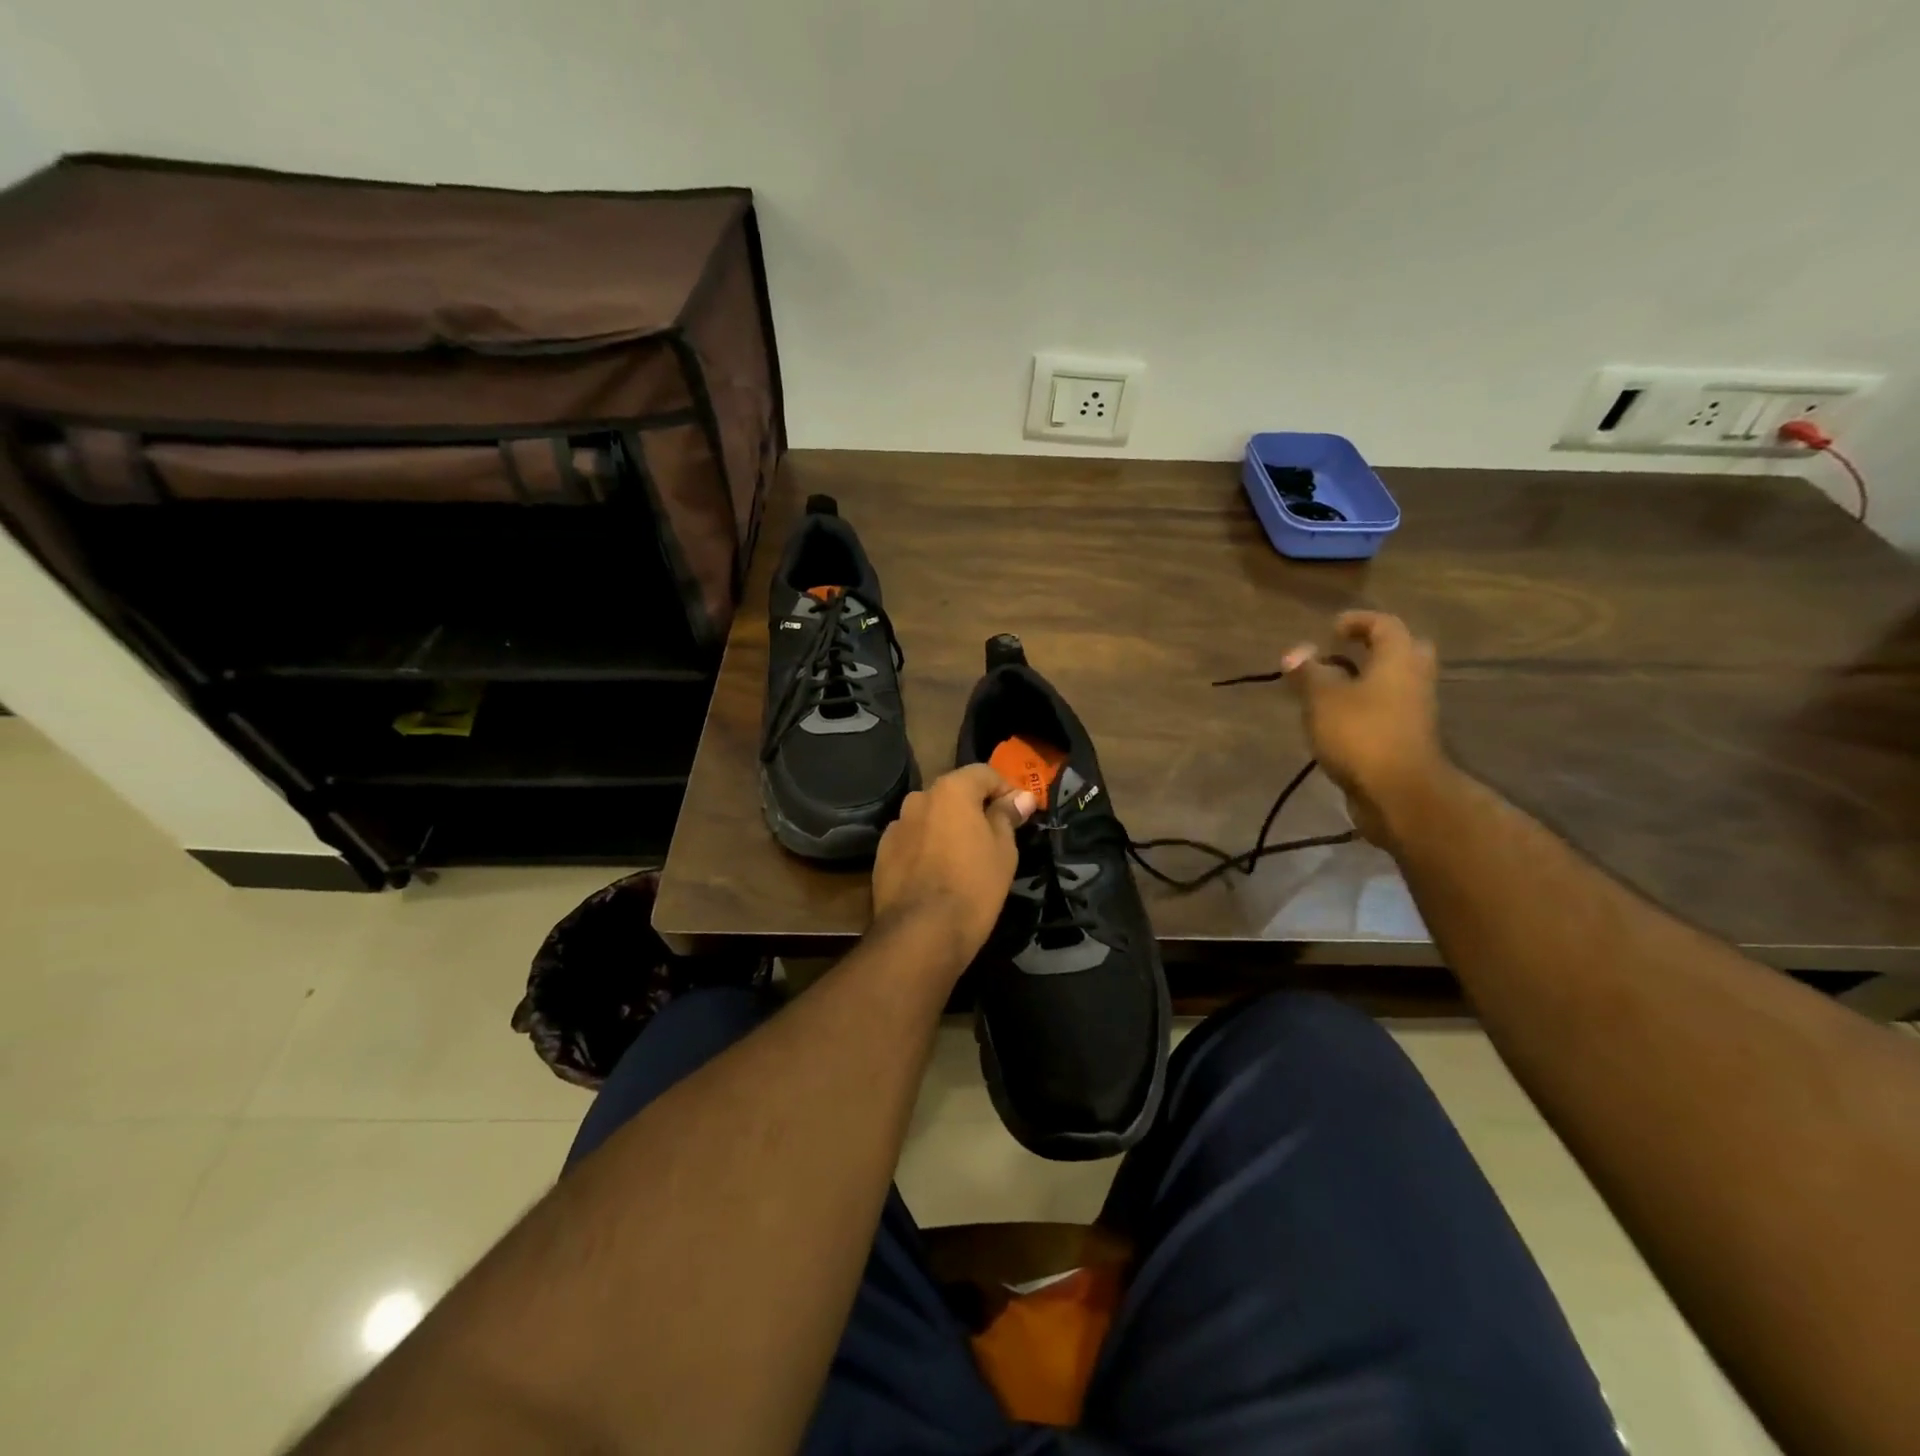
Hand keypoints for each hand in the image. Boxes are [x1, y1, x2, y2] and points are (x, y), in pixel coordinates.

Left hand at [871, 764, 1036, 969]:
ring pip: (930, 817)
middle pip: (953, 793)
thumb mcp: (1003, 850)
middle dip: (974, 807)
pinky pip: (913, 840)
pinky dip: (927, 847)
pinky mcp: (882, 853)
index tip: (1019, 813)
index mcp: (950, 790)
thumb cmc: (973, 886)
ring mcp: (896, 826)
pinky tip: (937, 873)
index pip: (983, 773)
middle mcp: (919, 798)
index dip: (1006, 789)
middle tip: (994, 835)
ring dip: (947, 827)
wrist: (921, 933)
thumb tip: (1020, 797)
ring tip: (963, 856)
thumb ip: (1007, 816)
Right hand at [1281, 611, 1450, 846]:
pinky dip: (1367, 706)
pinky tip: (1338, 719)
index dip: (1358, 621)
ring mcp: (1415, 711)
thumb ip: (1308, 672)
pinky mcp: (1408, 738)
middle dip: (1374, 648)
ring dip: (1367, 679)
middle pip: (1401, 651)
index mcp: (1398, 660)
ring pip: (1394, 683)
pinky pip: (1388, 710)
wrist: (1399, 793)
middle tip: (1343, 653)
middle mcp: (1414, 679)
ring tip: (1331, 688)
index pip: (1385, 625)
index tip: (1331, 628)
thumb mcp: (1323, 699)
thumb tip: (1295, 652)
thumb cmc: (1360, 734)